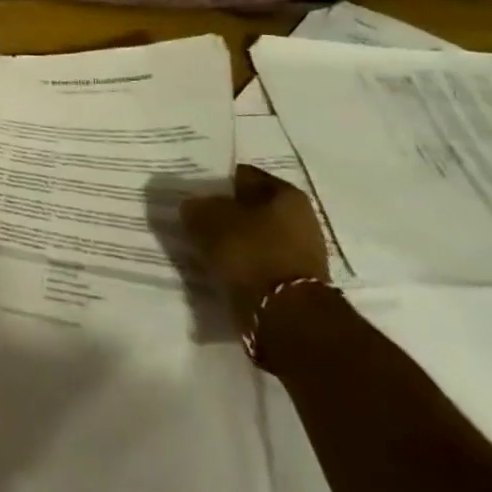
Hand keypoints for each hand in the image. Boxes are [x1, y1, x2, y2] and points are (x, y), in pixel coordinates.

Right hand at [181, 165, 330, 330]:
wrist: (283, 315)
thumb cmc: (249, 252)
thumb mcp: (206, 218)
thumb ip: (195, 206)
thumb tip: (192, 207)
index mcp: (286, 193)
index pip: (241, 175)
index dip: (213, 182)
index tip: (191, 193)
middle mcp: (300, 218)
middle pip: (249, 208)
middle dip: (223, 214)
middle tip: (193, 220)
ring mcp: (300, 252)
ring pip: (252, 237)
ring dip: (230, 241)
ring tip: (202, 246)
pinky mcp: (293, 281)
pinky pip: (257, 262)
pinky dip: (239, 264)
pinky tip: (218, 267)